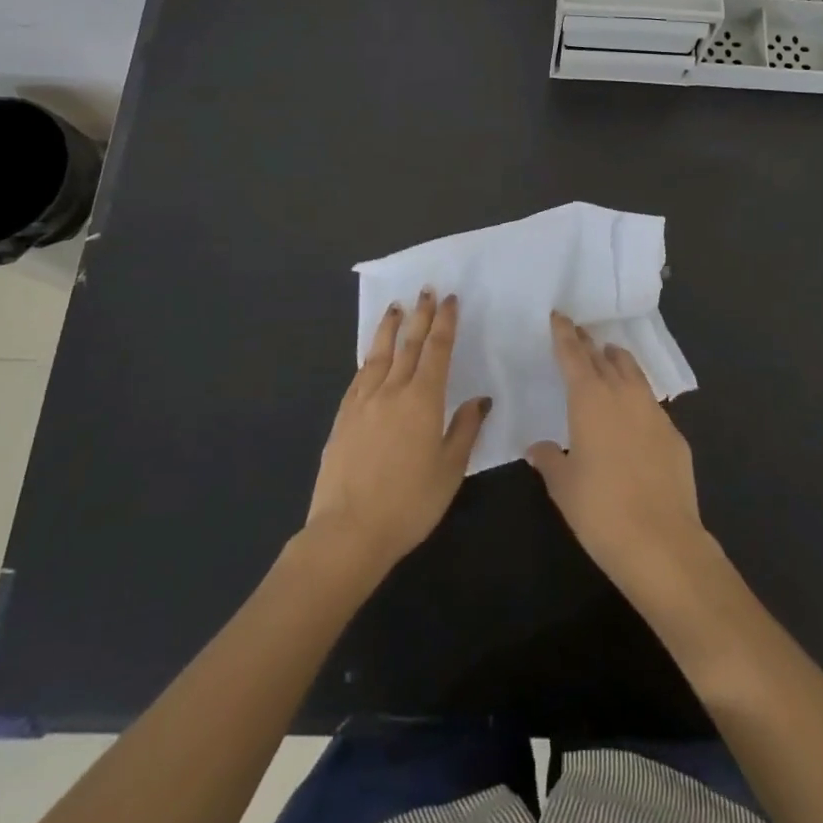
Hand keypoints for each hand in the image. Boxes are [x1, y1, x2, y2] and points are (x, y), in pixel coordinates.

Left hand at [305, 290, 489, 575]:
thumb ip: (464, 430)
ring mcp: (363, 402)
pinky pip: (359, 376)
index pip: (437, 350)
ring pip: (379, 353)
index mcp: (423, 400)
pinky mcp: (343, 417)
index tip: (450, 300)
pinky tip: (371, 355)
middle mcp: (392, 391)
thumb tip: (479, 400)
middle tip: (427, 290)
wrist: (348, 531)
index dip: (445, 323)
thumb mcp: (450, 470)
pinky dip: (369, 358)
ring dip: (390, 327)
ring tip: (396, 307)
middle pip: (409, 344)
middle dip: (420, 315)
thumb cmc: (409, 504)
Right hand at [527, 312, 713, 599]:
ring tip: (607, 358)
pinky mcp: (674, 433)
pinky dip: (636, 396)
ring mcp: (653, 411)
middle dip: (589, 344)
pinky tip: (632, 412)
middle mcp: (623, 394)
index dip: (565, 334)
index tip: (559, 316)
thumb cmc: (600, 511)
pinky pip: (650, 402)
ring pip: (632, 372)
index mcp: (590, 399)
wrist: (662, 543)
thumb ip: (549, 459)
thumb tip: (538, 446)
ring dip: (616, 361)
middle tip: (579, 334)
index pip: (574, 355)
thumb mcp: (563, 486)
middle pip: (603, 357)